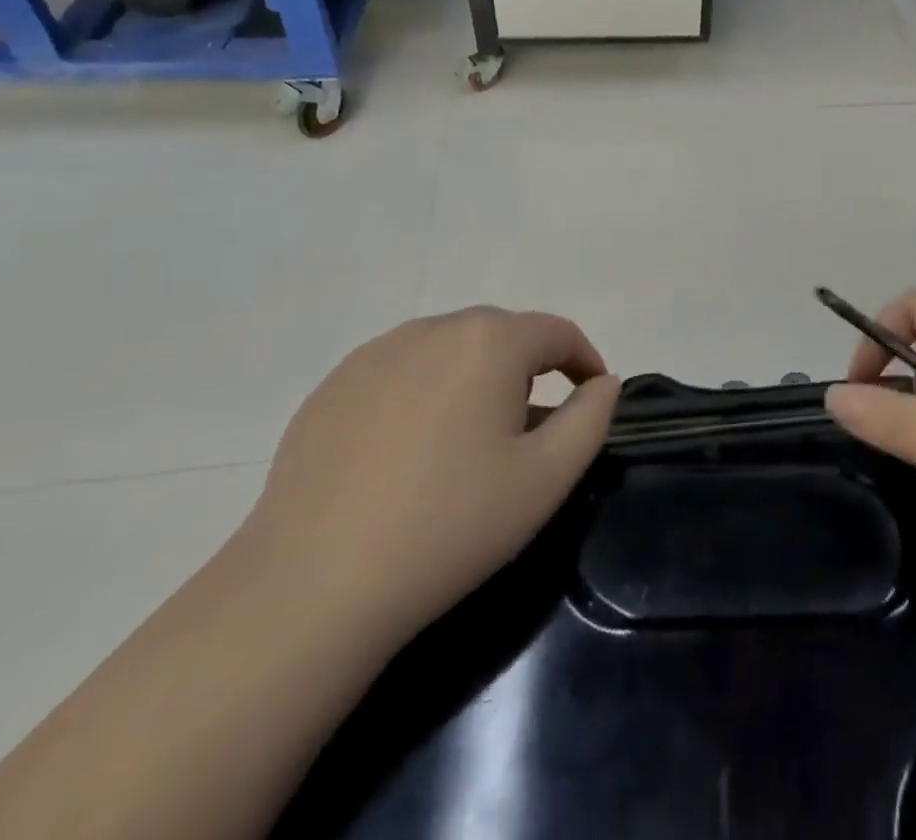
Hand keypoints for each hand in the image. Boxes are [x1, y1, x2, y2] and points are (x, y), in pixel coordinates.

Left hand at [244, 308, 619, 638]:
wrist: (312, 587)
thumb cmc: (450, 526)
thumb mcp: (546, 478)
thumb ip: (591, 418)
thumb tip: (604, 382)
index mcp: (489, 341)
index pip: (556, 332)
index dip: (584, 360)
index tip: (591, 397)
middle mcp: (433, 328)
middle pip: (501, 336)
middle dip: (528, 370)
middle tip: (531, 429)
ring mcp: (375, 354)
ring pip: (448, 351)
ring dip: (474, 379)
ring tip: (470, 441)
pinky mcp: (332, 386)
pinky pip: (400, 372)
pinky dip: (423, 394)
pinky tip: (410, 451)